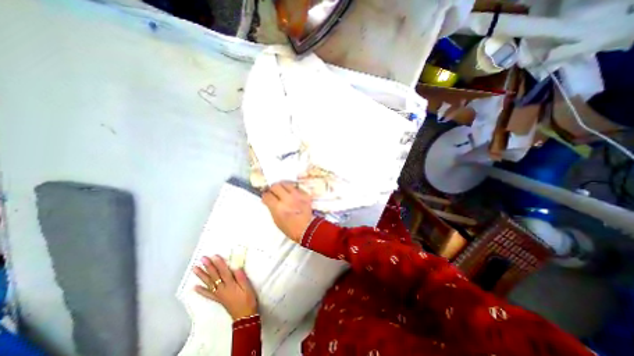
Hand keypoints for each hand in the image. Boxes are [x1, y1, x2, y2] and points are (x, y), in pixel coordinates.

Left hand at [194, 255, 256, 321]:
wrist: (244, 316)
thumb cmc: (248, 300)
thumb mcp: (247, 287)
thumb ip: (241, 277)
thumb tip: (236, 267)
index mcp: (231, 284)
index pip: (224, 271)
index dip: (219, 263)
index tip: (214, 255)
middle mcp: (222, 288)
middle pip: (214, 276)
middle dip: (208, 266)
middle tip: (202, 259)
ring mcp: (219, 294)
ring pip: (209, 283)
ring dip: (202, 276)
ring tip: (195, 269)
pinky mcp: (218, 299)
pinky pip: (208, 294)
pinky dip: (201, 291)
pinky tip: (195, 287)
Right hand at [261, 182, 312, 243]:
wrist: (308, 229)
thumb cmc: (290, 228)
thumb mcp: (276, 220)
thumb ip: (271, 208)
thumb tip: (267, 200)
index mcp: (278, 207)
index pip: (267, 195)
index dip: (265, 195)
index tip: (266, 196)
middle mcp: (287, 199)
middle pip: (276, 186)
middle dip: (272, 188)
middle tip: (273, 192)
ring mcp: (297, 195)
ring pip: (286, 184)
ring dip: (282, 187)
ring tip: (282, 191)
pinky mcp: (305, 194)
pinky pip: (296, 187)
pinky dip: (293, 190)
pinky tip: (293, 195)